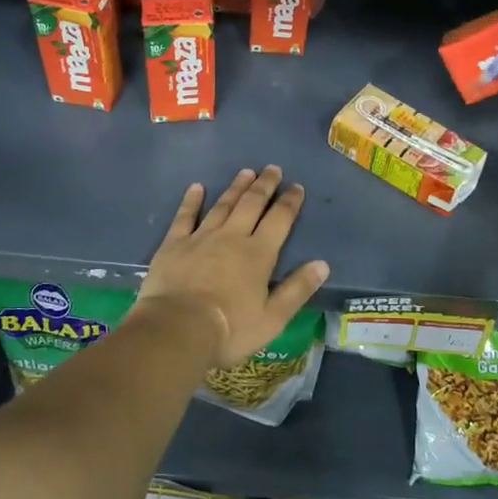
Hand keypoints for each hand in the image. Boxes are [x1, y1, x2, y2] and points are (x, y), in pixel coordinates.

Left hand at [136, 166, 330, 367]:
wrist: (177, 329)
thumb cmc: (230, 329)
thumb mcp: (273, 318)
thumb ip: (297, 289)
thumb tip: (322, 264)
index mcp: (259, 254)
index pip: (279, 220)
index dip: (289, 202)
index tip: (296, 187)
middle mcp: (232, 237)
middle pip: (251, 204)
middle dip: (264, 185)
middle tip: (272, 168)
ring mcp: (201, 237)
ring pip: (222, 205)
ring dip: (236, 188)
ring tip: (246, 172)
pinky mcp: (174, 245)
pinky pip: (185, 217)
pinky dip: (191, 201)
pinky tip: (197, 187)